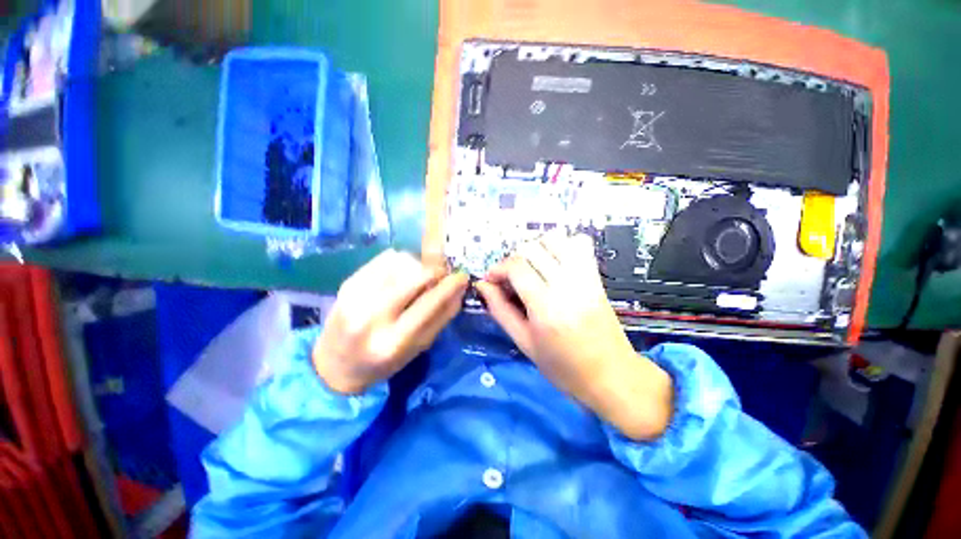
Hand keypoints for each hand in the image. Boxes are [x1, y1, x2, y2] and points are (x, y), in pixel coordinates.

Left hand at [313, 249, 468, 393]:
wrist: (334, 364)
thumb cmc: (382, 363)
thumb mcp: (417, 349)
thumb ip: (441, 318)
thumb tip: (459, 290)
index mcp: (394, 341)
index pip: (430, 303)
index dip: (450, 286)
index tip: (462, 276)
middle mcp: (373, 315)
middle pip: (416, 274)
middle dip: (435, 271)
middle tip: (439, 276)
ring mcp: (357, 295)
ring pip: (401, 261)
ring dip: (417, 266)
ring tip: (416, 279)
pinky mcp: (348, 282)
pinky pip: (385, 258)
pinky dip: (401, 262)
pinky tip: (400, 274)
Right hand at [475, 233, 673, 440]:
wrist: (611, 375)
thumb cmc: (563, 367)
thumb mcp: (524, 343)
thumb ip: (500, 310)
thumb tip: (483, 285)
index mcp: (546, 307)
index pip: (516, 267)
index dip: (498, 268)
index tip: (491, 280)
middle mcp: (567, 285)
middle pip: (533, 248)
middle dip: (513, 259)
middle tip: (510, 278)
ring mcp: (585, 277)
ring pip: (555, 239)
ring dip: (536, 248)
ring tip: (531, 267)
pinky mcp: (595, 276)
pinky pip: (580, 243)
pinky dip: (563, 244)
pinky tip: (554, 262)